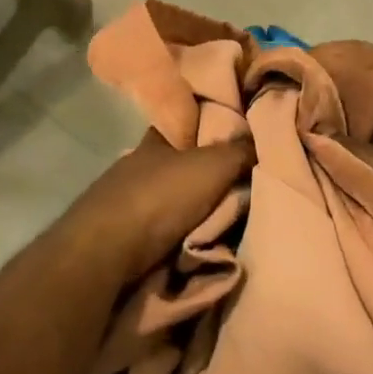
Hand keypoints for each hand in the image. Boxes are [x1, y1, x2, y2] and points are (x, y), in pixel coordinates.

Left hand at [58, 130, 255, 286]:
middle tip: (237, 186)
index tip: (234, 137)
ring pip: (165, 198)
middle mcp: (135, 166)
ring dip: (187, 207)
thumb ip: (239, 151)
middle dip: (201, 174)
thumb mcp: (212, 166)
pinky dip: (173, 232)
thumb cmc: (160, 197)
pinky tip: (192, 241)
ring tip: (221, 219)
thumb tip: (264, 138)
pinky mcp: (117, 233)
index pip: (183, 124)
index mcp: (154, 141)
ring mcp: (122, 200)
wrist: (108, 249)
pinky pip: (156, 228)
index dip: (207, 127)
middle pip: (176, 164)